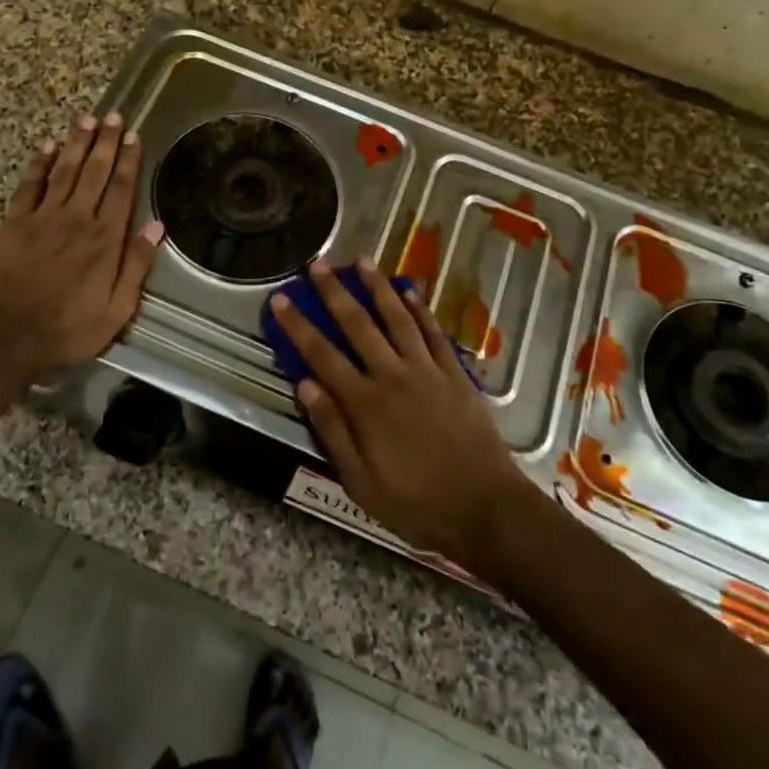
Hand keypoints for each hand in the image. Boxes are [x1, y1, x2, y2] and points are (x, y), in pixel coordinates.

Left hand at [0, 111, 164, 376]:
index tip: (133, 136)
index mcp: (104, 239)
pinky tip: (47, 147)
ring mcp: (43, 217)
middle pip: (94, 171)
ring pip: (64, 170)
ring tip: (87, 119)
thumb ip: (136, 266)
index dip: (128, 161)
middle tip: (113, 115)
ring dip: (76, 143)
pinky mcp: (15, 222)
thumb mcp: (117, 309)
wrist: (8, 336)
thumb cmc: (68, 328)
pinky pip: (29, 185)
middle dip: (105, 141)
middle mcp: (76, 219)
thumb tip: (156, 227)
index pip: (120, 189)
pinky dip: (39, 164)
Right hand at [269, 259, 533, 566]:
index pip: (322, 354)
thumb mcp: (361, 482)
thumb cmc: (417, 504)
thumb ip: (332, 430)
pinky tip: (409, 290)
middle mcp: (393, 375)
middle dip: (335, 292)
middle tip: (318, 263)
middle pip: (358, 324)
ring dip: (378, 287)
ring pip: (397, 318)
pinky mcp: (454, 374)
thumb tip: (304, 384)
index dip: (298, 324)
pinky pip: (433, 332)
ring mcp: (427, 370)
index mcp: (365, 403)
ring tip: (362, 261)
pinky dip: (420, 308)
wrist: (487, 508)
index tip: (281, 297)